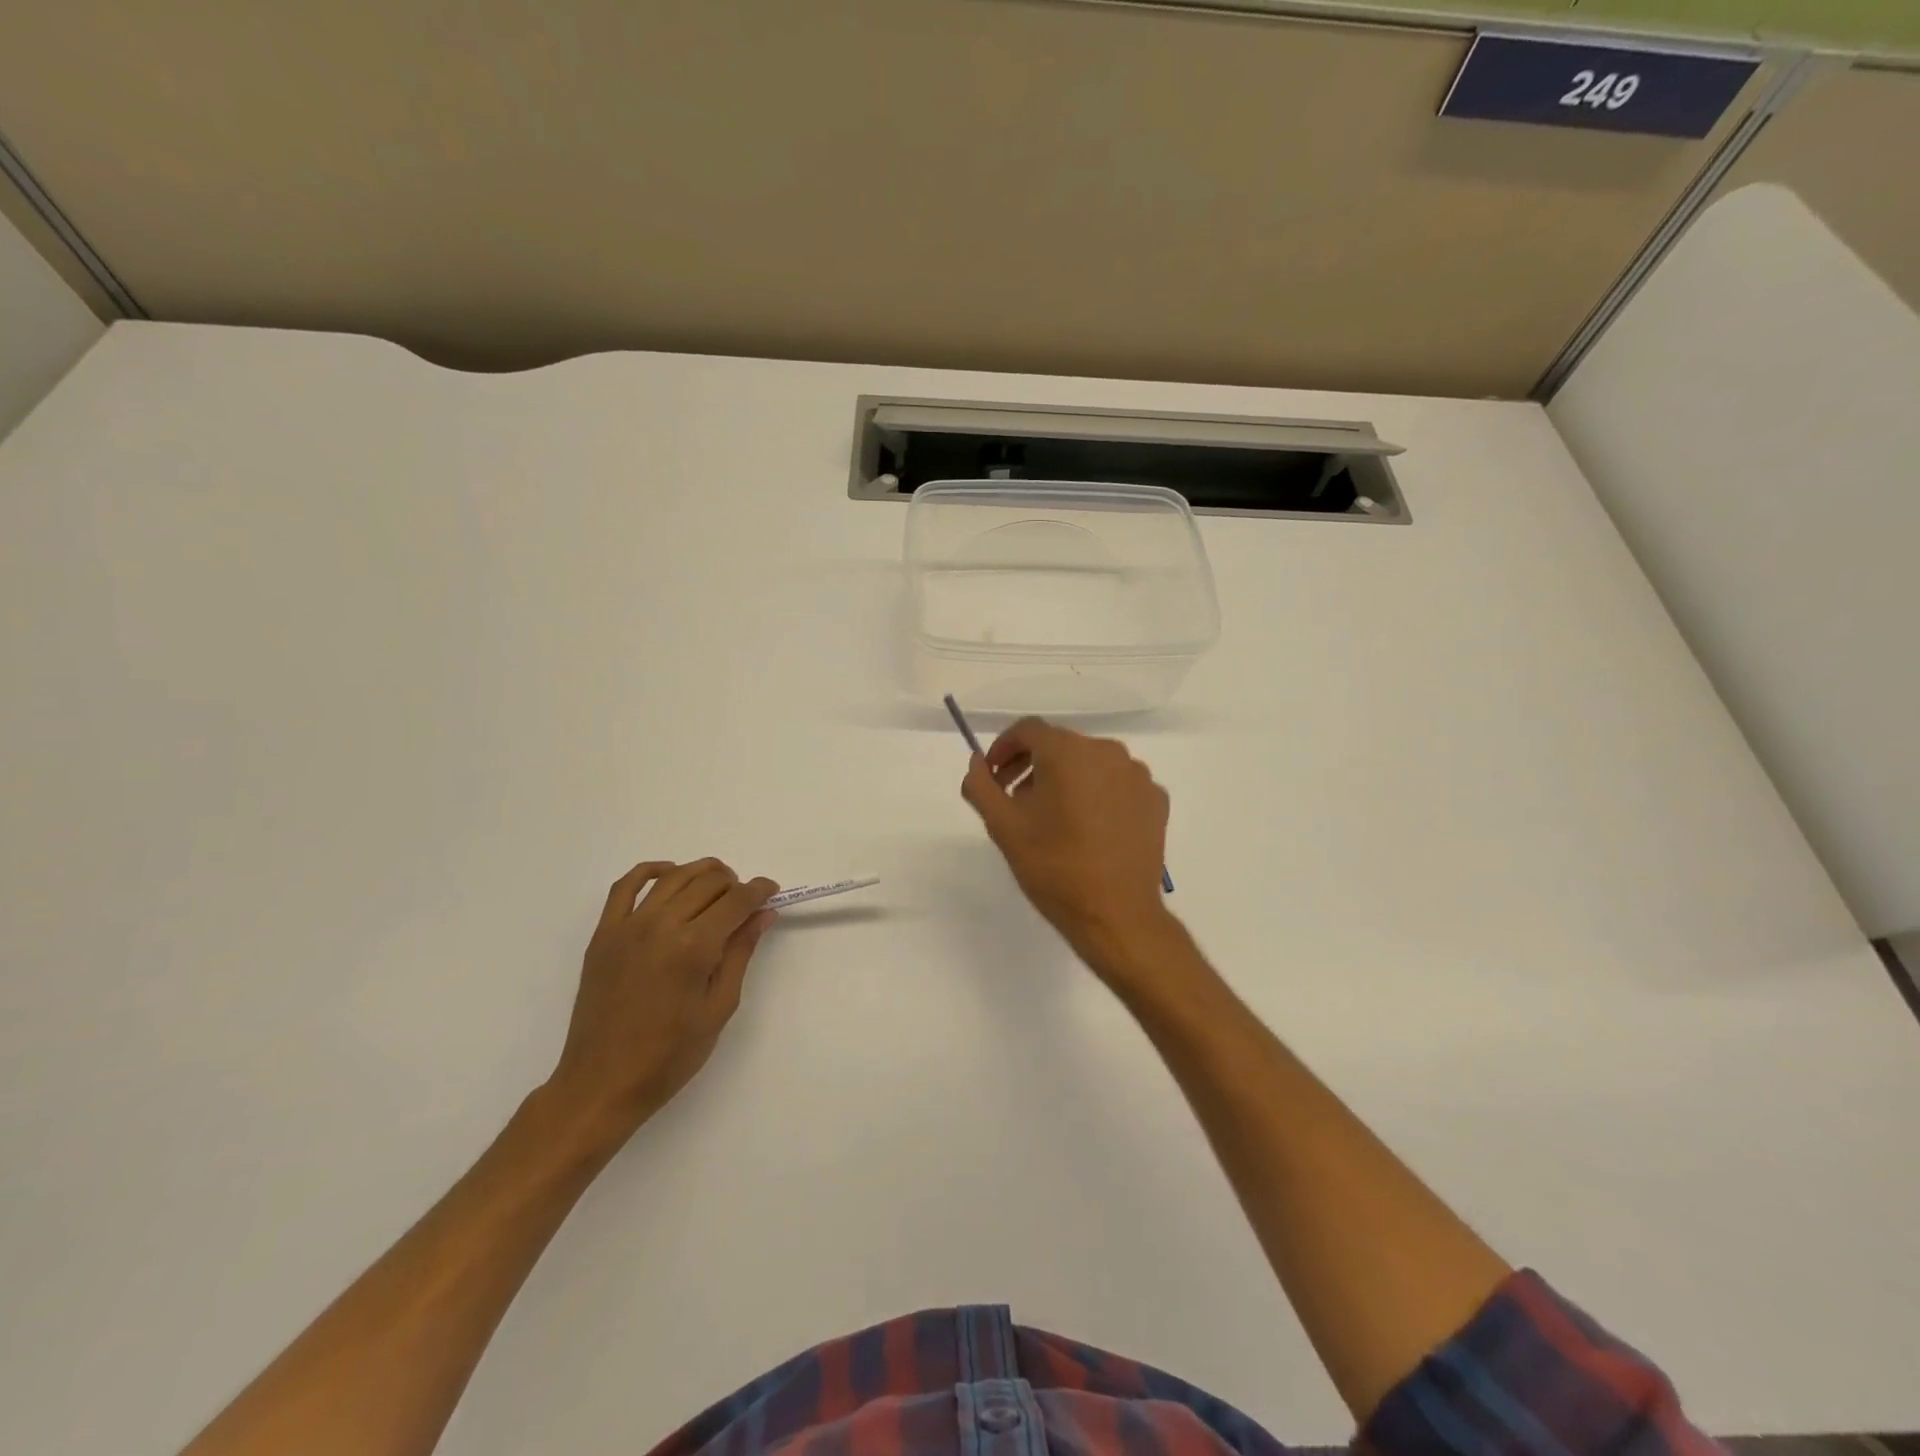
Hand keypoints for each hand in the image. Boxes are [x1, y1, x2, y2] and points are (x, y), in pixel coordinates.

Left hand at [546, 858, 776, 1139]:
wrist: (602, 1084)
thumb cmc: (670, 1055)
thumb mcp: (719, 1008)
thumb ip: (740, 953)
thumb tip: (762, 914)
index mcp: (694, 948)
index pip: (736, 900)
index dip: (760, 890)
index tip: (772, 891)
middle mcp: (661, 926)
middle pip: (708, 881)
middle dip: (734, 883)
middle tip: (745, 901)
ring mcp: (627, 927)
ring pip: (673, 876)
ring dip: (702, 872)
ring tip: (717, 885)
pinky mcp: (604, 934)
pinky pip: (626, 886)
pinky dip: (652, 870)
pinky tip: (670, 874)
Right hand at [961, 718, 1174, 971]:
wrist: (1116, 915)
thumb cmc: (1054, 867)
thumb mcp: (1003, 827)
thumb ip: (981, 786)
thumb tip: (977, 763)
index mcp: (1067, 752)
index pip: (1028, 730)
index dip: (1003, 748)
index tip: (993, 776)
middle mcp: (1106, 752)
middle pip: (1060, 745)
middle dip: (1032, 766)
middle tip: (1015, 800)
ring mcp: (1137, 775)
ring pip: (1090, 764)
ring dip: (1065, 779)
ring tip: (1052, 817)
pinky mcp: (1155, 800)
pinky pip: (1117, 784)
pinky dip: (1097, 794)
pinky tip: (1088, 828)